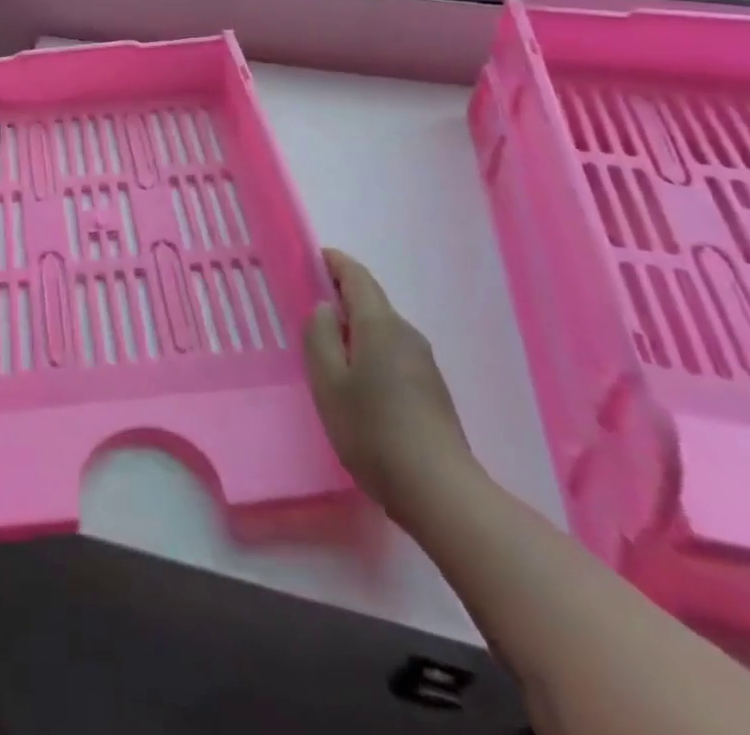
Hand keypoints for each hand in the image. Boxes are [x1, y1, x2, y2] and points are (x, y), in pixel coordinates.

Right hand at [302, 247, 476, 522]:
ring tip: (328, 348)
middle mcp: (407, 335)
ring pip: (382, 330)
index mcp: (380, 325)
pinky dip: (370, 351)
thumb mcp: (328, 382)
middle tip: (310, 308)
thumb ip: (319, 336)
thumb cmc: (373, 430)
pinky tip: (356, 381)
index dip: (334, 262)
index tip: (313, 257)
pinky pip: (393, 353)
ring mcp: (424, 363)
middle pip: (372, 302)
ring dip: (356, 328)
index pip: (357, 277)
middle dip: (342, 296)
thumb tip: (325, 308)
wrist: (440, 492)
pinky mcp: (431, 390)